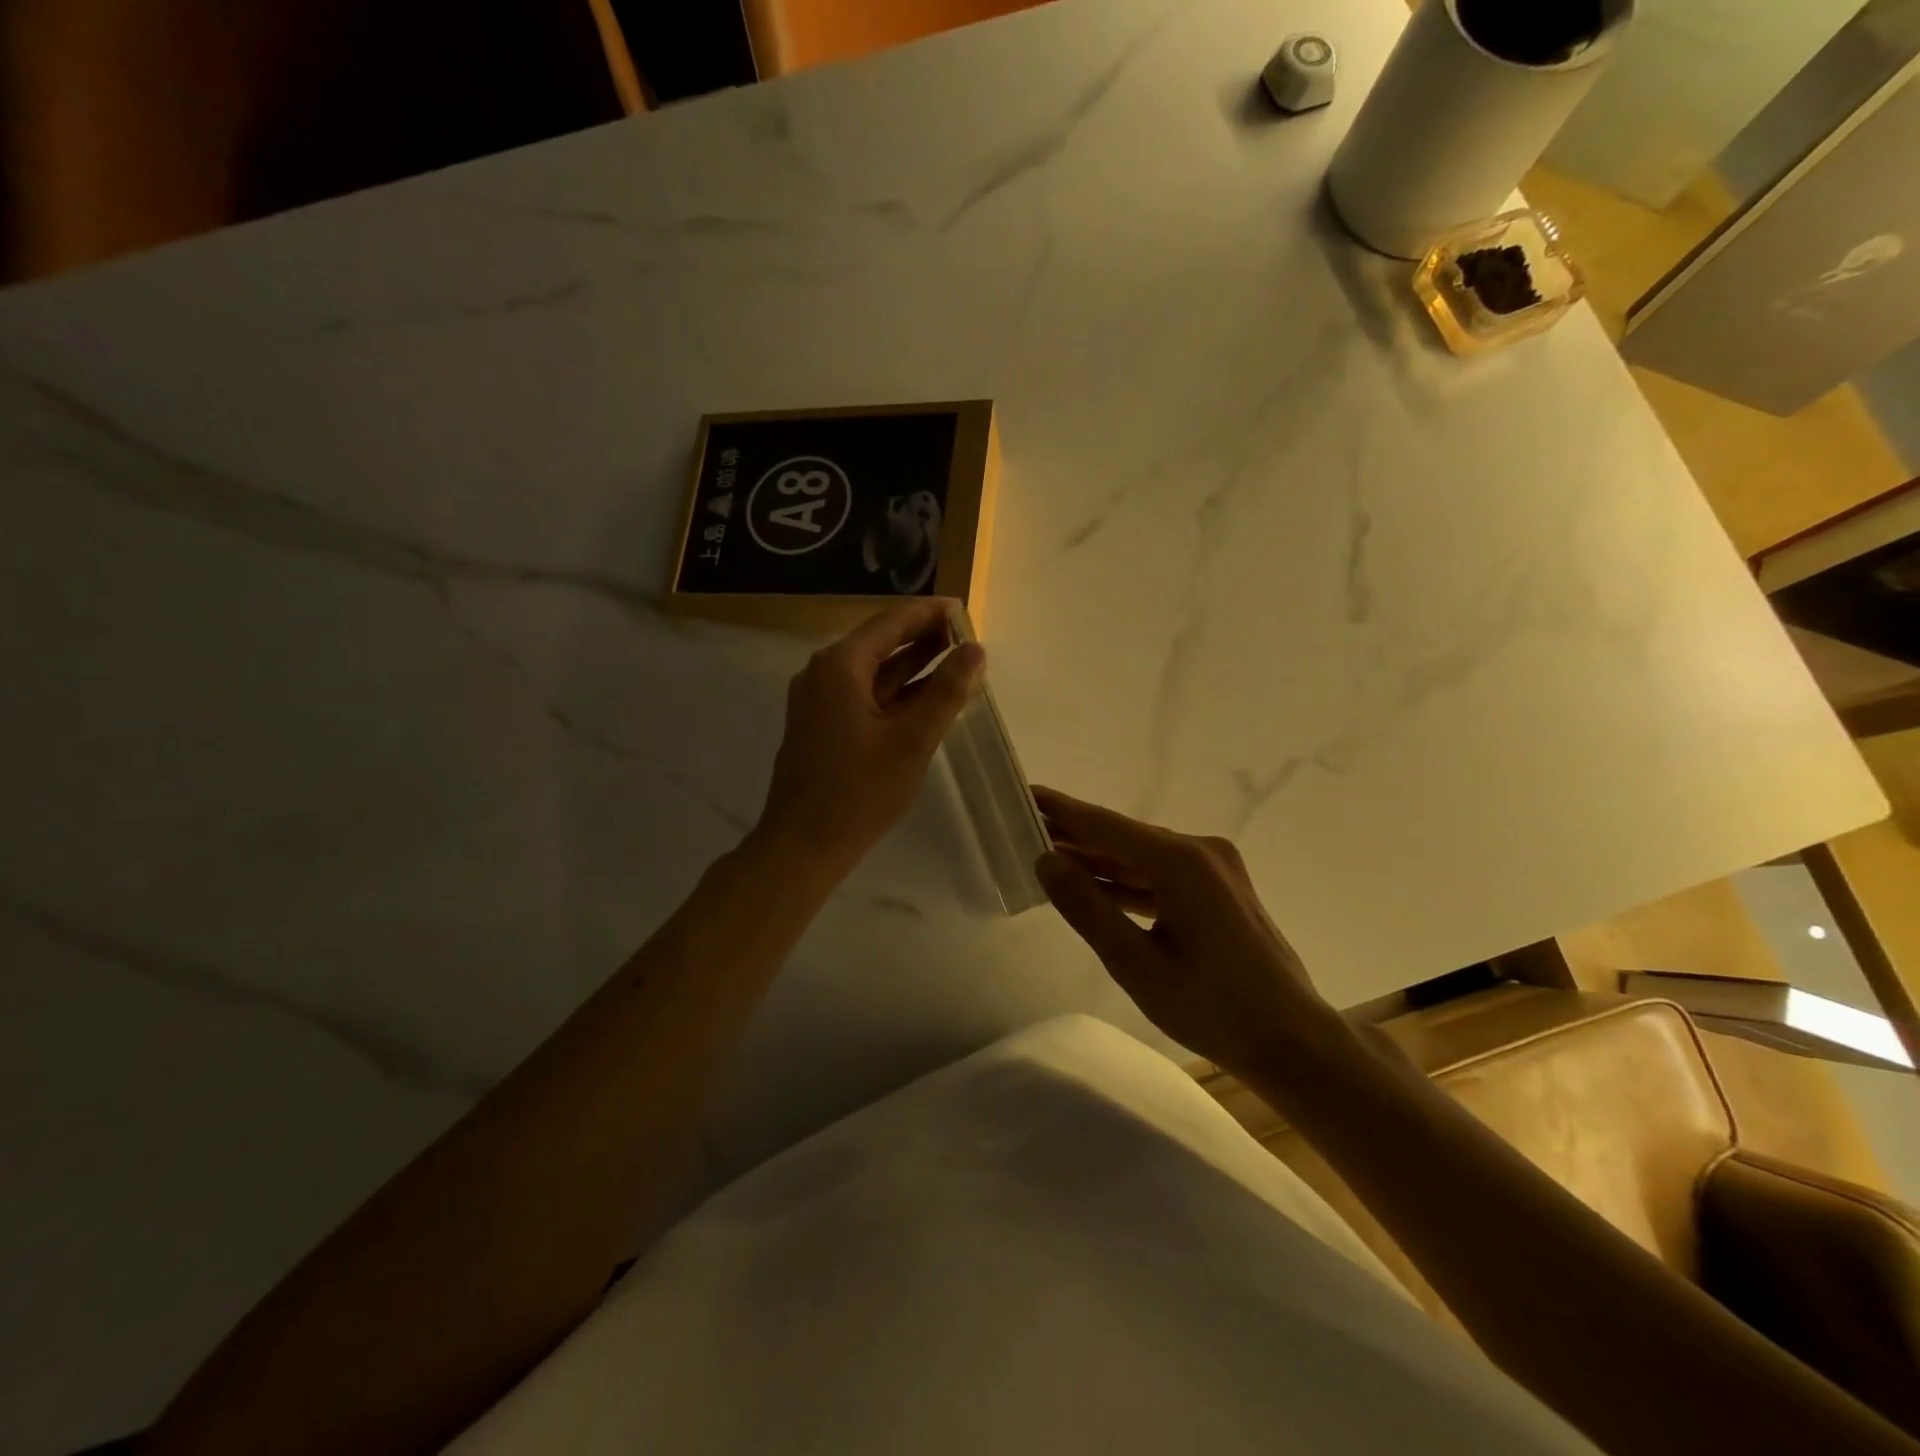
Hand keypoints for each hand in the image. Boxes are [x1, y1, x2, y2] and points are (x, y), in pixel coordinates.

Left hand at [756, 599, 984, 878]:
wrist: (803, 845)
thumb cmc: (859, 791)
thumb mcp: (912, 740)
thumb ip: (946, 692)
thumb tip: (975, 650)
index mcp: (840, 666)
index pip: (891, 622)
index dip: (929, 613)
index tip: (964, 610)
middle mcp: (824, 674)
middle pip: (880, 643)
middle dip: (923, 638)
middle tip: (967, 637)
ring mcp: (820, 701)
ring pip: (874, 672)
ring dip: (913, 665)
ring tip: (957, 660)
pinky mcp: (823, 726)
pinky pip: (865, 696)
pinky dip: (897, 693)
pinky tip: (928, 697)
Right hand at [1034, 788, 1334, 1079]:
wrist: (1292, 1040)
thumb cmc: (1213, 1009)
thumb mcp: (1137, 964)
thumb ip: (1088, 908)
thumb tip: (1046, 861)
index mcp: (1181, 862)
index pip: (1105, 826)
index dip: (1062, 810)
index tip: (1025, 792)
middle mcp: (1200, 851)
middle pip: (1123, 836)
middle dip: (1075, 834)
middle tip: (1025, 826)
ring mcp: (1214, 868)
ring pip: (1141, 856)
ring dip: (1099, 859)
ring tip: (1048, 853)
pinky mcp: (1219, 888)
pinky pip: (1161, 875)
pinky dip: (1127, 880)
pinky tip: (1093, 883)